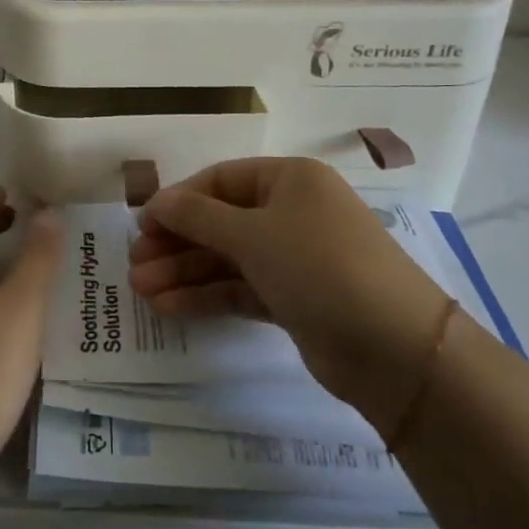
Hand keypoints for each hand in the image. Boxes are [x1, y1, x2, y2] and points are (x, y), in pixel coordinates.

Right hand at [127, 158, 450, 434]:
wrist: (394, 348)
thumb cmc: (319, 266)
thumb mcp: (253, 234)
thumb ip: (197, 216)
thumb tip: (155, 202)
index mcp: (290, 180)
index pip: (221, 180)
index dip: (179, 200)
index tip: (142, 224)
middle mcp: (292, 213)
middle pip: (221, 221)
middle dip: (176, 243)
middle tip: (135, 264)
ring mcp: (294, 258)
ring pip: (228, 259)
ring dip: (185, 272)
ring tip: (140, 291)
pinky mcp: (294, 299)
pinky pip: (241, 288)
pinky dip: (207, 296)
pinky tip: (169, 306)